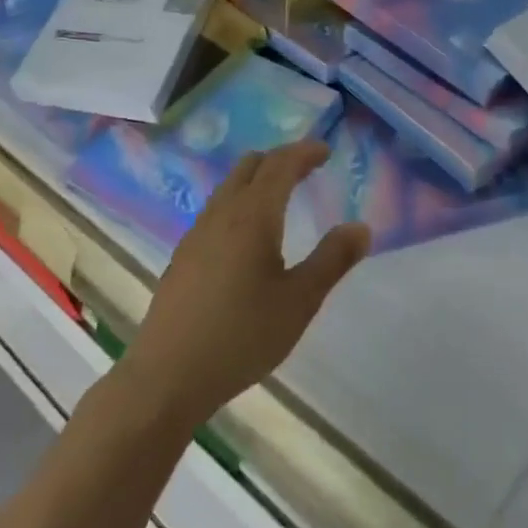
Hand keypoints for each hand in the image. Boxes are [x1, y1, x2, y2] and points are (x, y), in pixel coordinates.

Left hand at [119, 140, 369, 430]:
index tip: (325, 151)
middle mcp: (221, 214)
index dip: (304, 152)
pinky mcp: (183, 256)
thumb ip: (332, 260)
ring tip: (281, 197)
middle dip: (280, 160)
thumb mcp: (299, 301)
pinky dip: (240, 202)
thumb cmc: (241, 336)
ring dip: (257, 180)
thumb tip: (361, 227)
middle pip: (250, 166)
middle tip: (307, 169)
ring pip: (229, 186)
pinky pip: (216, 210)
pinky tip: (248, 236)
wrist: (167, 376)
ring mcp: (196, 233)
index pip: (280, 165)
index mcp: (252, 216)